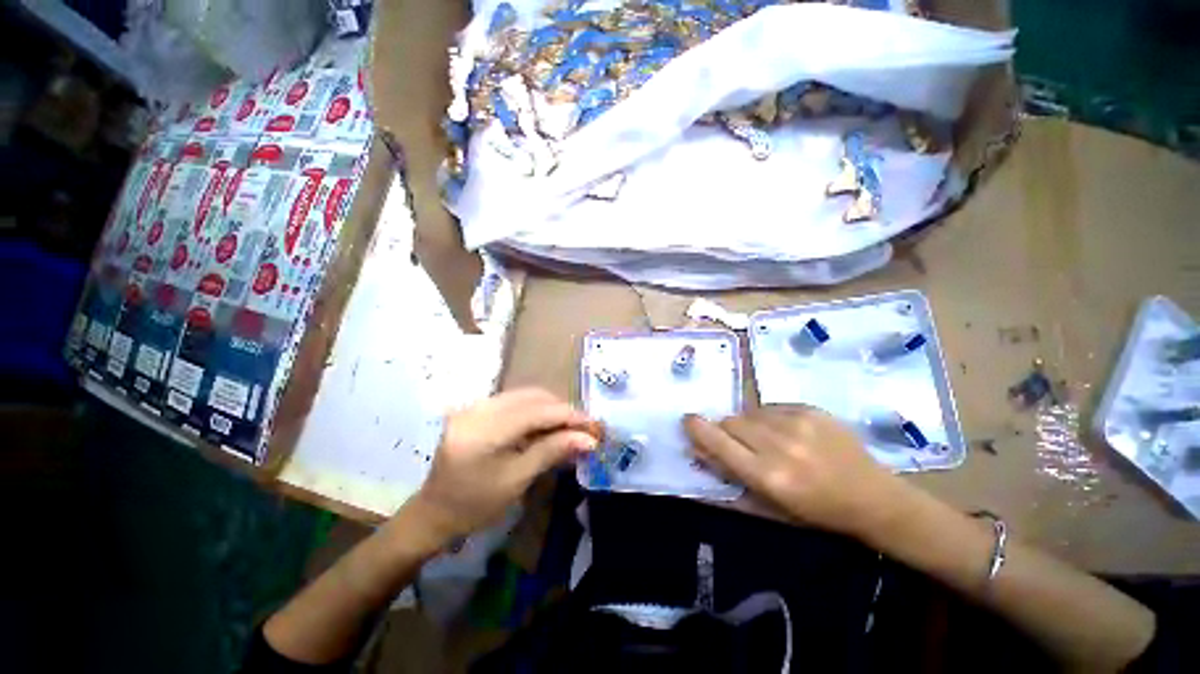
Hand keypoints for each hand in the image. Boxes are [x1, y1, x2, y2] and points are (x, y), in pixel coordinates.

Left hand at [410, 389, 598, 542]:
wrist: (434, 512)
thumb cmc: (475, 505)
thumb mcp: (517, 480)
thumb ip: (552, 451)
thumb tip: (589, 439)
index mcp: (484, 430)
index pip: (537, 411)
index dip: (569, 415)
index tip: (594, 425)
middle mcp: (479, 408)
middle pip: (532, 397)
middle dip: (562, 409)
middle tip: (584, 427)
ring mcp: (475, 405)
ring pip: (525, 396)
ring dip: (550, 408)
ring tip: (569, 426)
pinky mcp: (477, 409)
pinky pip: (514, 401)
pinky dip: (535, 410)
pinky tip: (546, 424)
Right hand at [684, 405, 906, 538]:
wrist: (873, 497)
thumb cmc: (816, 511)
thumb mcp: (769, 505)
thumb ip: (729, 475)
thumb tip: (697, 449)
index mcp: (769, 476)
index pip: (719, 442)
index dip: (698, 429)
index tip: (688, 420)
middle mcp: (780, 445)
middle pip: (731, 422)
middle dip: (727, 431)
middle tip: (742, 444)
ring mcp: (797, 423)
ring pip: (749, 412)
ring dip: (749, 424)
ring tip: (770, 440)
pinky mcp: (810, 409)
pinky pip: (771, 406)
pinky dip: (770, 418)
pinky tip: (789, 433)